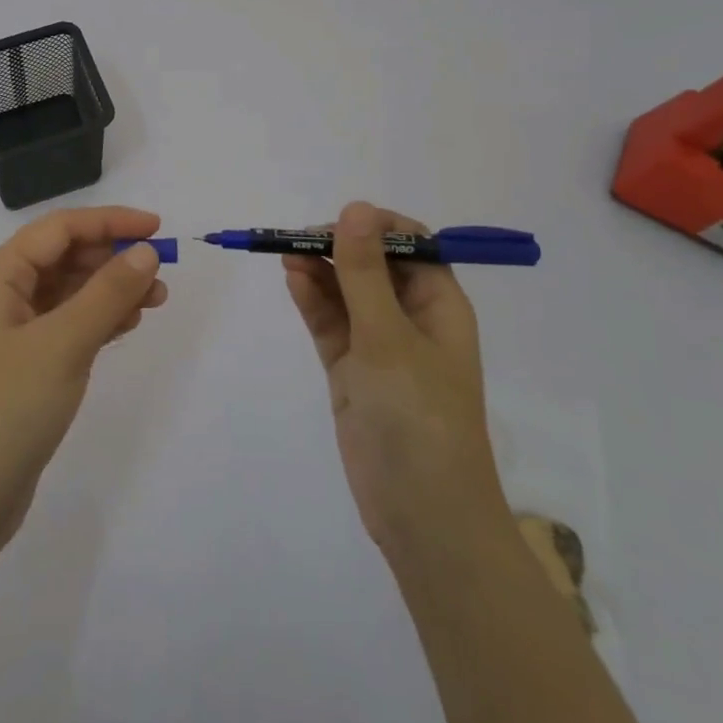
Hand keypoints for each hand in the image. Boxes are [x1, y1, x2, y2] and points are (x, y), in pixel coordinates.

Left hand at [0, 207, 167, 542]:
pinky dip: (96, 320)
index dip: (109, 222)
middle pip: (62, 257)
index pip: (58, 229)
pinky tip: (127, 325)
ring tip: (154, 301)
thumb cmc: (5, 410)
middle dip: (112, 259)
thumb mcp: (62, 344)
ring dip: (109, 290)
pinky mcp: (20, 368)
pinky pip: (64, 326)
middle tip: (160, 274)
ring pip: (66, 293)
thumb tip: (145, 251)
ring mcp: (8, 335)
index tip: (156, 227)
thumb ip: (107, 293)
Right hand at [283, 202, 509, 560]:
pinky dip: (313, 300)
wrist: (422, 514)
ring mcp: (379, 346)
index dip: (374, 227)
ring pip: (346, 292)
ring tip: (283, 253)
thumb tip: (355, 208)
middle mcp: (411, 318)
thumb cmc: (419, 415)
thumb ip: (364, 272)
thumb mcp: (389, 336)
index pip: (409, 244)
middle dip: (337, 246)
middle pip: (372, 265)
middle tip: (296, 238)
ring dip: (319, 270)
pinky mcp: (353, 370)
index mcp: (439, 304)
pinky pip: (331, 323)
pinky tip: (292, 279)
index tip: (337, 223)